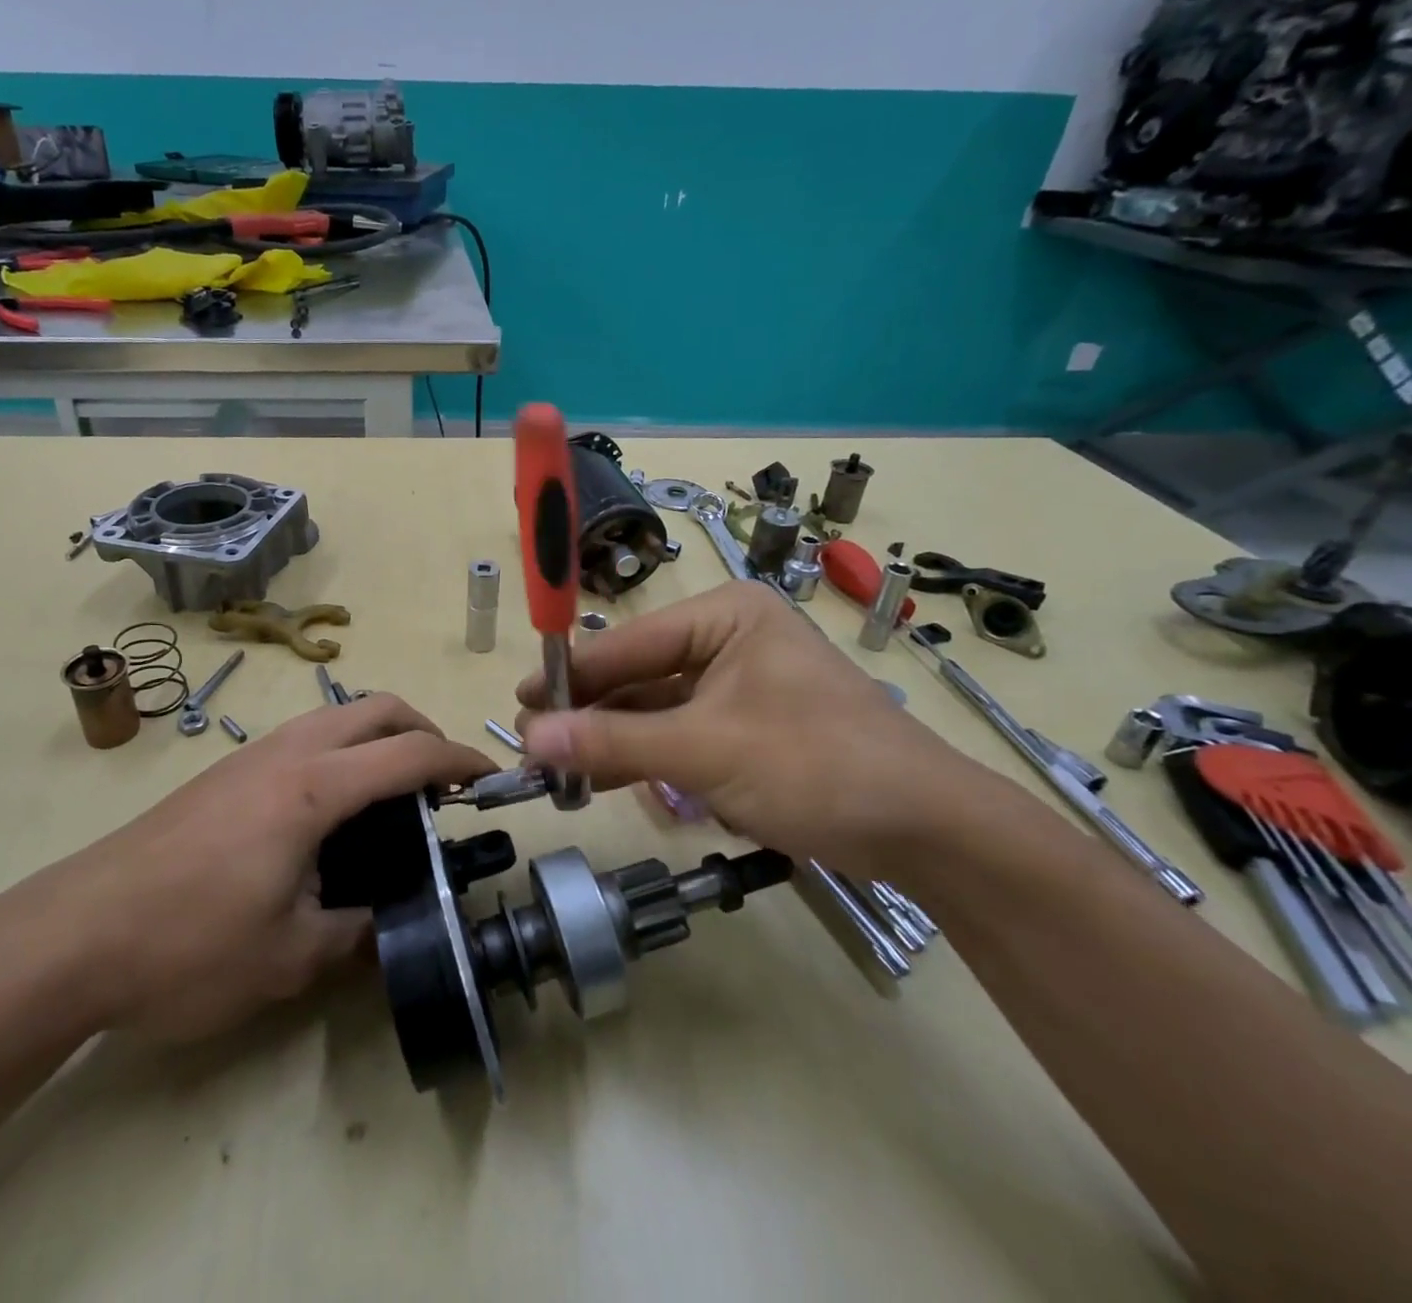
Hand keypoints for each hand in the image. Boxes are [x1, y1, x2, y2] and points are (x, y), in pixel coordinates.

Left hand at [0, 693, 494, 1045]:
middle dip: (423, 731)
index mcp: (313, 788)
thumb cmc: (186, 946)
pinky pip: (305, 737)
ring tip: (394, 797)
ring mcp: (251, 756)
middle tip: (442, 785)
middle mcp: (287, 753)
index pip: (408, 753)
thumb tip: (390, 928)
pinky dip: (343, 751)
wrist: (71, 934)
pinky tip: (332, 812)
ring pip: (337, 715)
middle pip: (376, 707)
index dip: (458, 760)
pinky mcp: (225, 772)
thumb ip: (356, 936)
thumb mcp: (288, 959)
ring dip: (379, 737)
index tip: (488, 779)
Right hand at [516, 582, 990, 873]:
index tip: (519, 703)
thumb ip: (613, 742)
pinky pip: (681, 734)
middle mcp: (728, 639)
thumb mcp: (704, 752)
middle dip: (590, 714)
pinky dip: (648, 758)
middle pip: (638, 674)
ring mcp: (740, 684)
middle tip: (535, 746)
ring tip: (561, 771)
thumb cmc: (816, 766)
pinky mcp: (748, 726)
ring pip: (656, 708)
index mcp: (724, 616)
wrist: (928, 831)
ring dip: (614, 740)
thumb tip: (528, 738)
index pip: (627, 642)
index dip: (570, 676)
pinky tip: (609, 779)